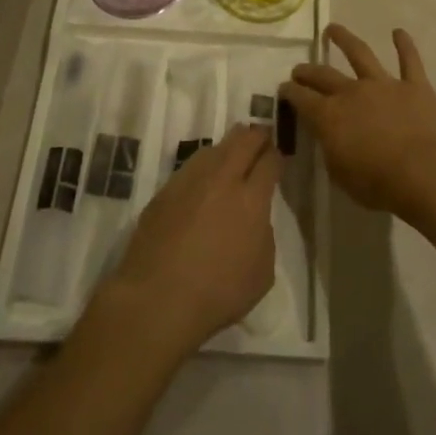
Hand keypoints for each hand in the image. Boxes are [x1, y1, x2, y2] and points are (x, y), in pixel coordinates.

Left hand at [105, 124, 281, 355]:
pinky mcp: (165, 191)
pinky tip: (204, 180)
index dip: (277, 155)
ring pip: (215, 148)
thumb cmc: (218, 293)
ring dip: (228, 147)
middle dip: (257, 136)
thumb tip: (255, 219)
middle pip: (243, 140)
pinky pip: (190, 167)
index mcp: (251, 198)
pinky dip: (203, 167)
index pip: (269, 161)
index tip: (278, 157)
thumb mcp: (262, 272)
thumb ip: (264, 235)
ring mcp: (190, 181)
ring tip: (233, 155)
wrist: (157, 298)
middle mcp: (222, 179)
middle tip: (262, 140)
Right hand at [283, 24, 435, 220]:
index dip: (289, 92)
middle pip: (323, 74)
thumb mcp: (340, 174)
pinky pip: (409, 60)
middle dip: (307, 70)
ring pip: (360, 54)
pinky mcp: (414, 85)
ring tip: (333, 28)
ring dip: (345, 39)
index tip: (283, 88)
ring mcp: (384, 84)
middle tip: (299, 69)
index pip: (301, 98)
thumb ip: (330, 149)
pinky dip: (405, 44)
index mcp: (329, 116)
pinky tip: (399, 32)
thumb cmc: (379, 183)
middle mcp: (352, 92)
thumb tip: (328, 136)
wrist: (426, 172)